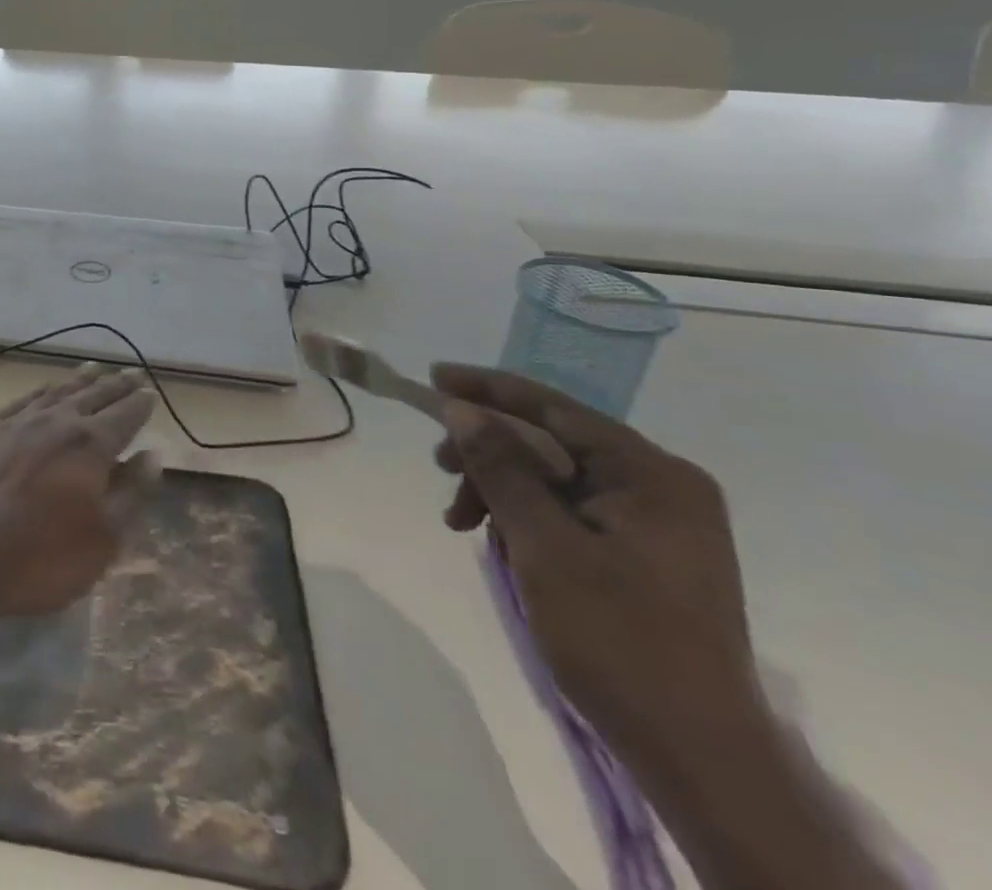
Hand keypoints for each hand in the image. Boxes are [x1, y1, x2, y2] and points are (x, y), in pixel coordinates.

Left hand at [0, 362, 159, 620]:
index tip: (151, 393)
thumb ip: (132, 493)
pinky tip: (45, 390)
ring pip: (58, 392)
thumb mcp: (103, 539)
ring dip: (80, 380)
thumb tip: (152, 454)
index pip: (125, 416)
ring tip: (94, 368)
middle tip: (131, 373)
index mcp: (91, 444)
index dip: (140, 405)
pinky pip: (24, 400)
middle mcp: (58, 421)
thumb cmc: (42, 556)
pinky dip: (41, 391)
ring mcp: (19, 422)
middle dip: (116, 385)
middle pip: (94, 396)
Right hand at [431, 364, 757, 757]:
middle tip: (440, 469)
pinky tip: (496, 539)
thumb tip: (461, 409)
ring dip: (500, 489)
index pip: (555, 409)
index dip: (489, 389)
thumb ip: (501, 468)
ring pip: (555, 478)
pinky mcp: (644, 553)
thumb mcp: (544, 545)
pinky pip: (569, 510)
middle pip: (552, 442)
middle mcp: (661, 486)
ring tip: (459, 521)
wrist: (697, 755)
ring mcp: (657, 522)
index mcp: (652, 475)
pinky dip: (525, 517)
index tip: (435, 376)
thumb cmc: (618, 639)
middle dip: (489, 451)